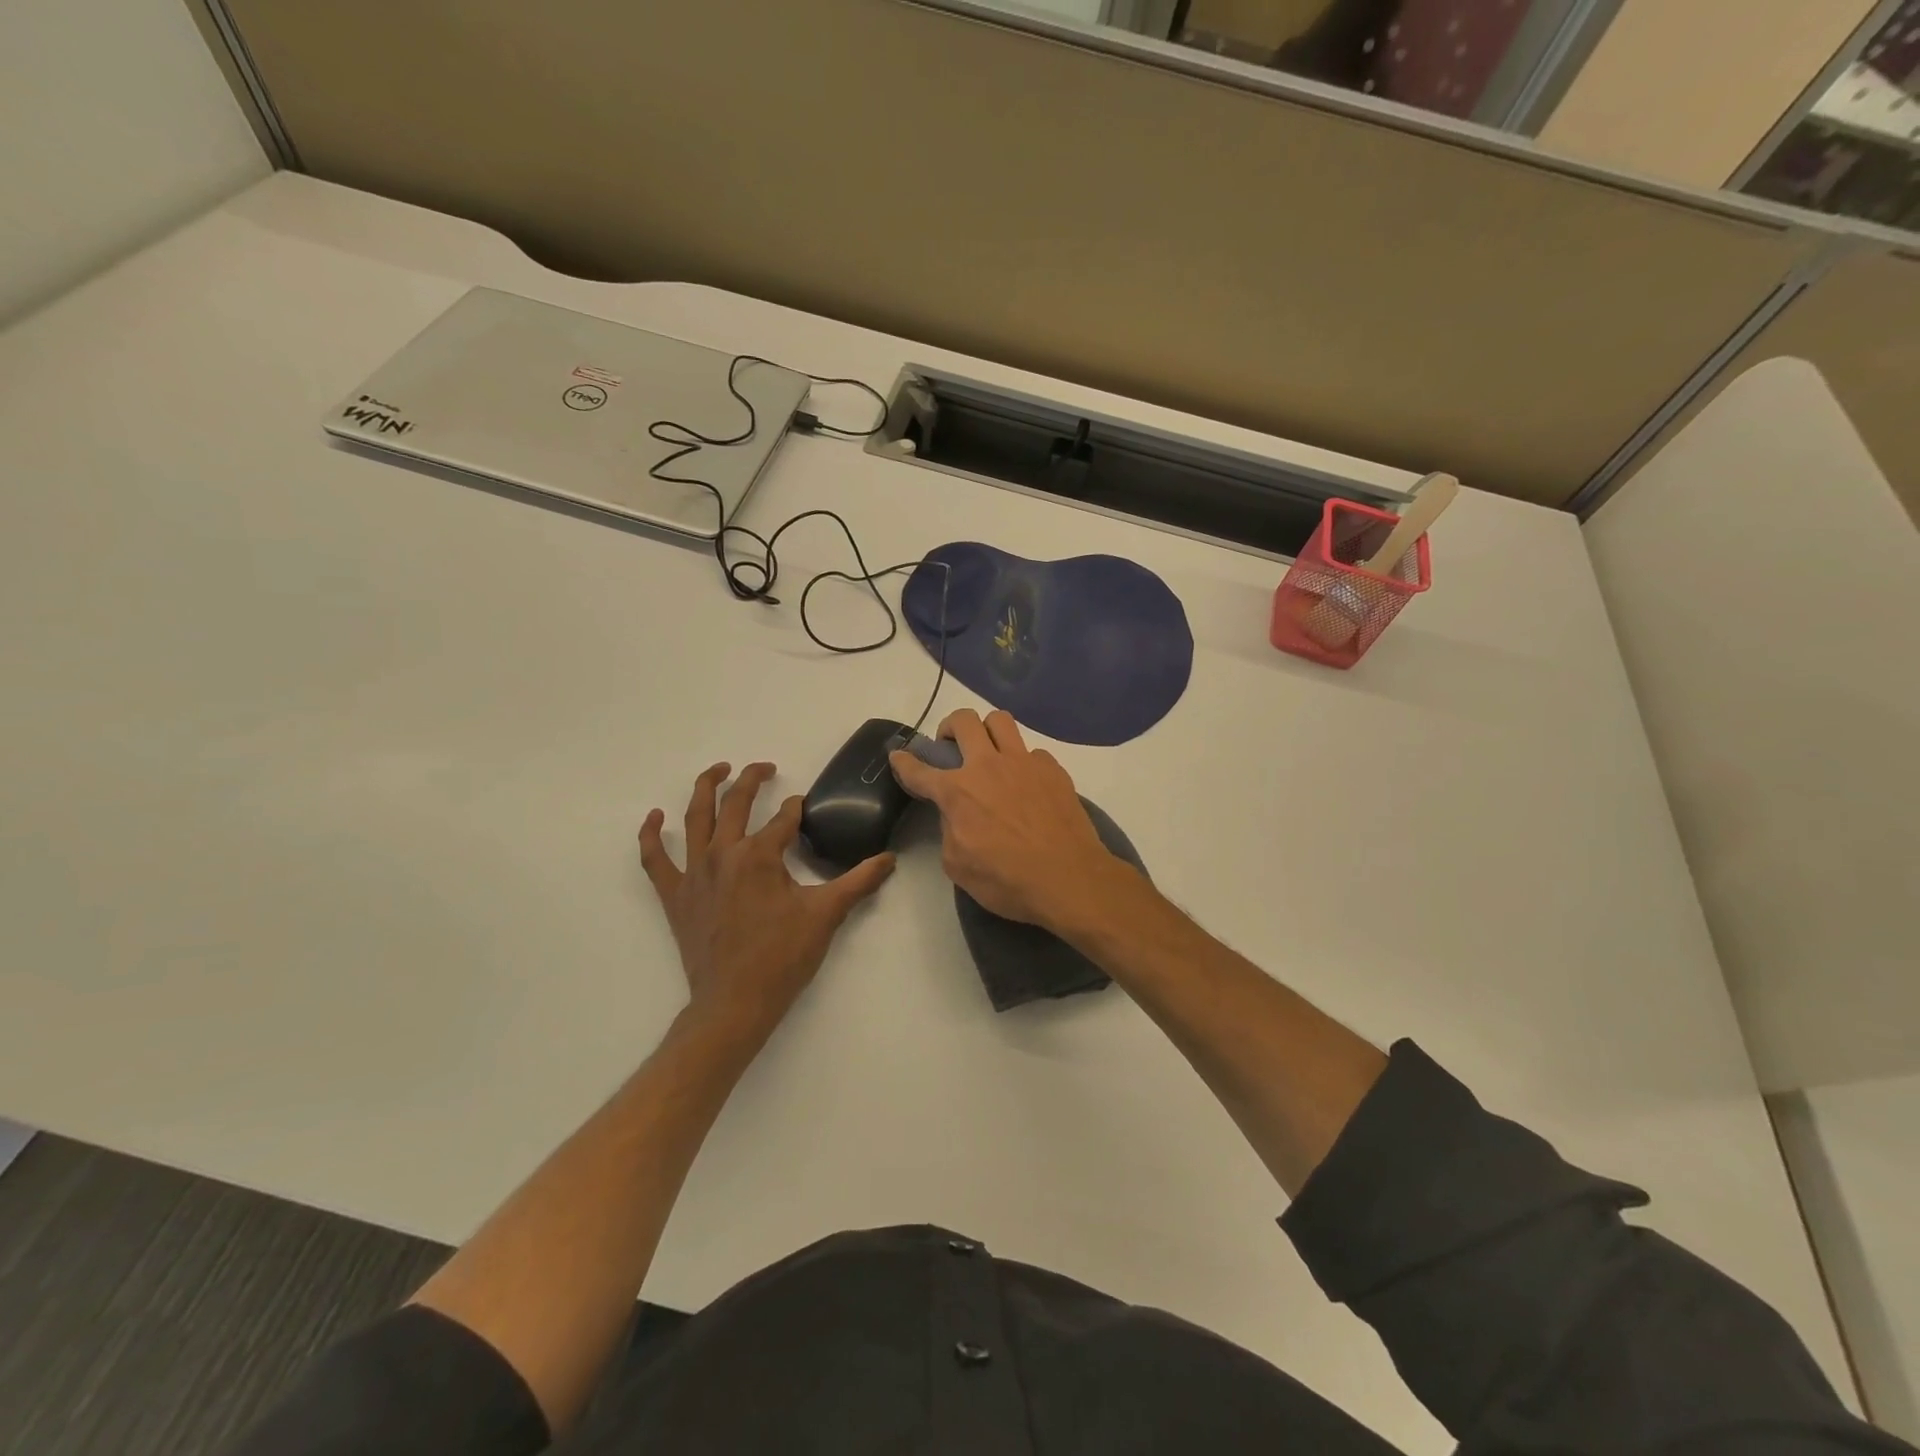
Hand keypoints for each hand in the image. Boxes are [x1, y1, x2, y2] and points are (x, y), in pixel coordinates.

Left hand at [640, 763, 893, 1042]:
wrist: (735, 1003)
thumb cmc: (783, 956)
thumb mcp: (827, 914)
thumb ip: (860, 881)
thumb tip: (890, 859)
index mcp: (759, 855)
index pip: (784, 818)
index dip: (797, 809)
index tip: (805, 808)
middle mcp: (723, 853)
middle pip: (736, 803)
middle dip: (752, 780)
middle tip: (766, 768)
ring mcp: (694, 873)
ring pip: (695, 818)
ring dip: (705, 788)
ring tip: (718, 770)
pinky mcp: (675, 895)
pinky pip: (655, 859)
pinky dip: (651, 835)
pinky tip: (655, 817)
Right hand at [889, 710, 1134, 933]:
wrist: (1069, 879)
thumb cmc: (1008, 881)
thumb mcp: (959, 867)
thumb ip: (949, 832)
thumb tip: (956, 815)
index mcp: (958, 792)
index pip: (920, 770)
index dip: (904, 762)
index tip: (898, 756)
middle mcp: (988, 766)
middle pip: (963, 721)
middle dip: (948, 727)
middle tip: (950, 745)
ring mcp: (1024, 763)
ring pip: (1000, 720)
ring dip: (987, 730)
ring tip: (988, 750)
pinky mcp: (1053, 769)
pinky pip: (1032, 752)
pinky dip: (1023, 762)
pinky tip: (1026, 783)